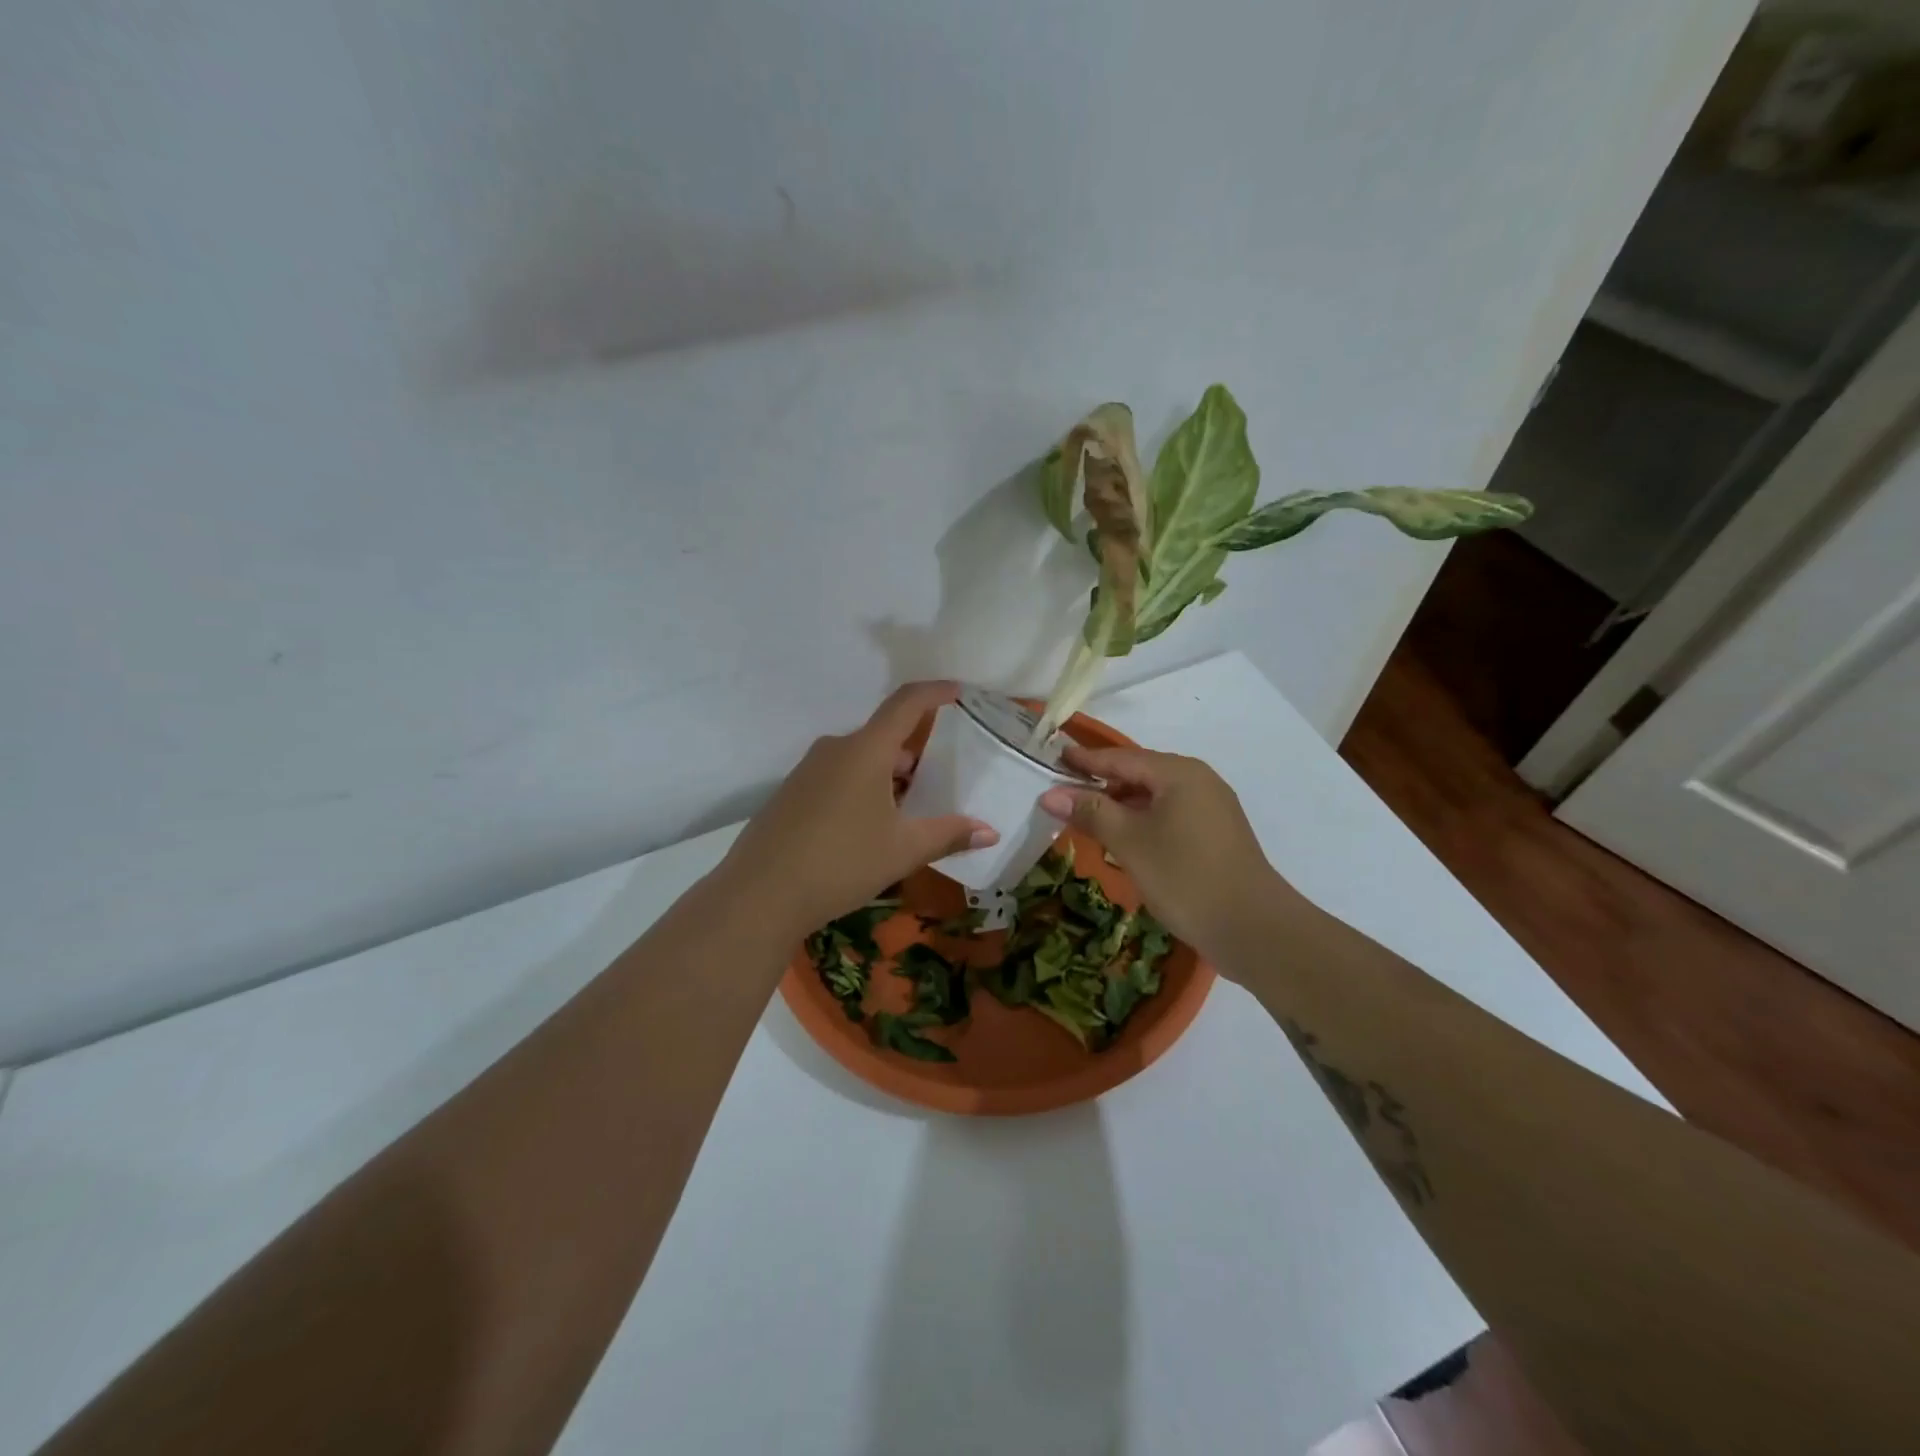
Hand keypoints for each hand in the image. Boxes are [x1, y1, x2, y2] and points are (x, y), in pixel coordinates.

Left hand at [720, 682, 998, 936]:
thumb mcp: (903, 850)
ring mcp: (807, 770)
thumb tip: (990, 832)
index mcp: (865, 750)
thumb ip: (949, 835)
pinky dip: (862, 788)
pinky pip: (837, 777)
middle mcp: (835, 749)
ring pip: (859, 759)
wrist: (759, 895)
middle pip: (883, 736)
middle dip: (914, 752)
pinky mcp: (790, 793)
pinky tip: (867, 828)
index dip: (935, 692)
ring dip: (887, 774)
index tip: (958, 691)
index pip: (906, 703)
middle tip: (940, 779)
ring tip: (908, 809)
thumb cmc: (841, 862)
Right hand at [1039, 746, 1298, 962]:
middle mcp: (1199, 781)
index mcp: (1179, 773)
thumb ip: (1091, 813)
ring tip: (1090, 820)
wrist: (1253, 928)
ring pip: (1156, 797)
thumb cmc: (1185, 876)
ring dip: (1122, 806)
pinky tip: (1126, 841)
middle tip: (1065, 794)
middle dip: (1103, 784)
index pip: (1122, 758)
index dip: (1086, 760)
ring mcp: (1212, 808)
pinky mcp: (1217, 834)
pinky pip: (1171, 815)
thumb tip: (1051, 794)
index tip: (1055, 758)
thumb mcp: (1130, 842)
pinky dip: (1144, 820)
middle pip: (1140, 774)